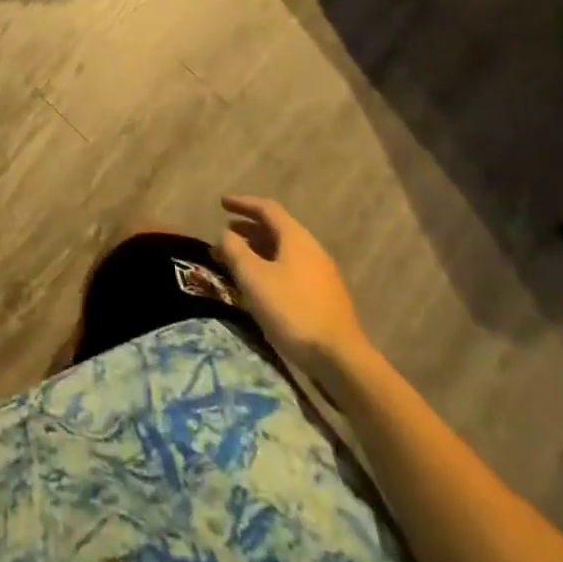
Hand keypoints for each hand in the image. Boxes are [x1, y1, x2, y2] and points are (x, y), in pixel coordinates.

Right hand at [217, 196, 368, 372]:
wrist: (340, 359)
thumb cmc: (292, 310)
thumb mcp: (253, 277)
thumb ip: (234, 250)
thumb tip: (225, 235)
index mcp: (296, 238)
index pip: (267, 208)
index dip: (243, 203)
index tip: (222, 203)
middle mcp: (311, 249)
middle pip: (277, 229)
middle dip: (249, 228)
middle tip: (226, 233)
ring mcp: (322, 275)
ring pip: (284, 251)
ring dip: (259, 250)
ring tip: (238, 260)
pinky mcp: (325, 298)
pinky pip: (292, 270)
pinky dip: (271, 267)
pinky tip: (261, 286)